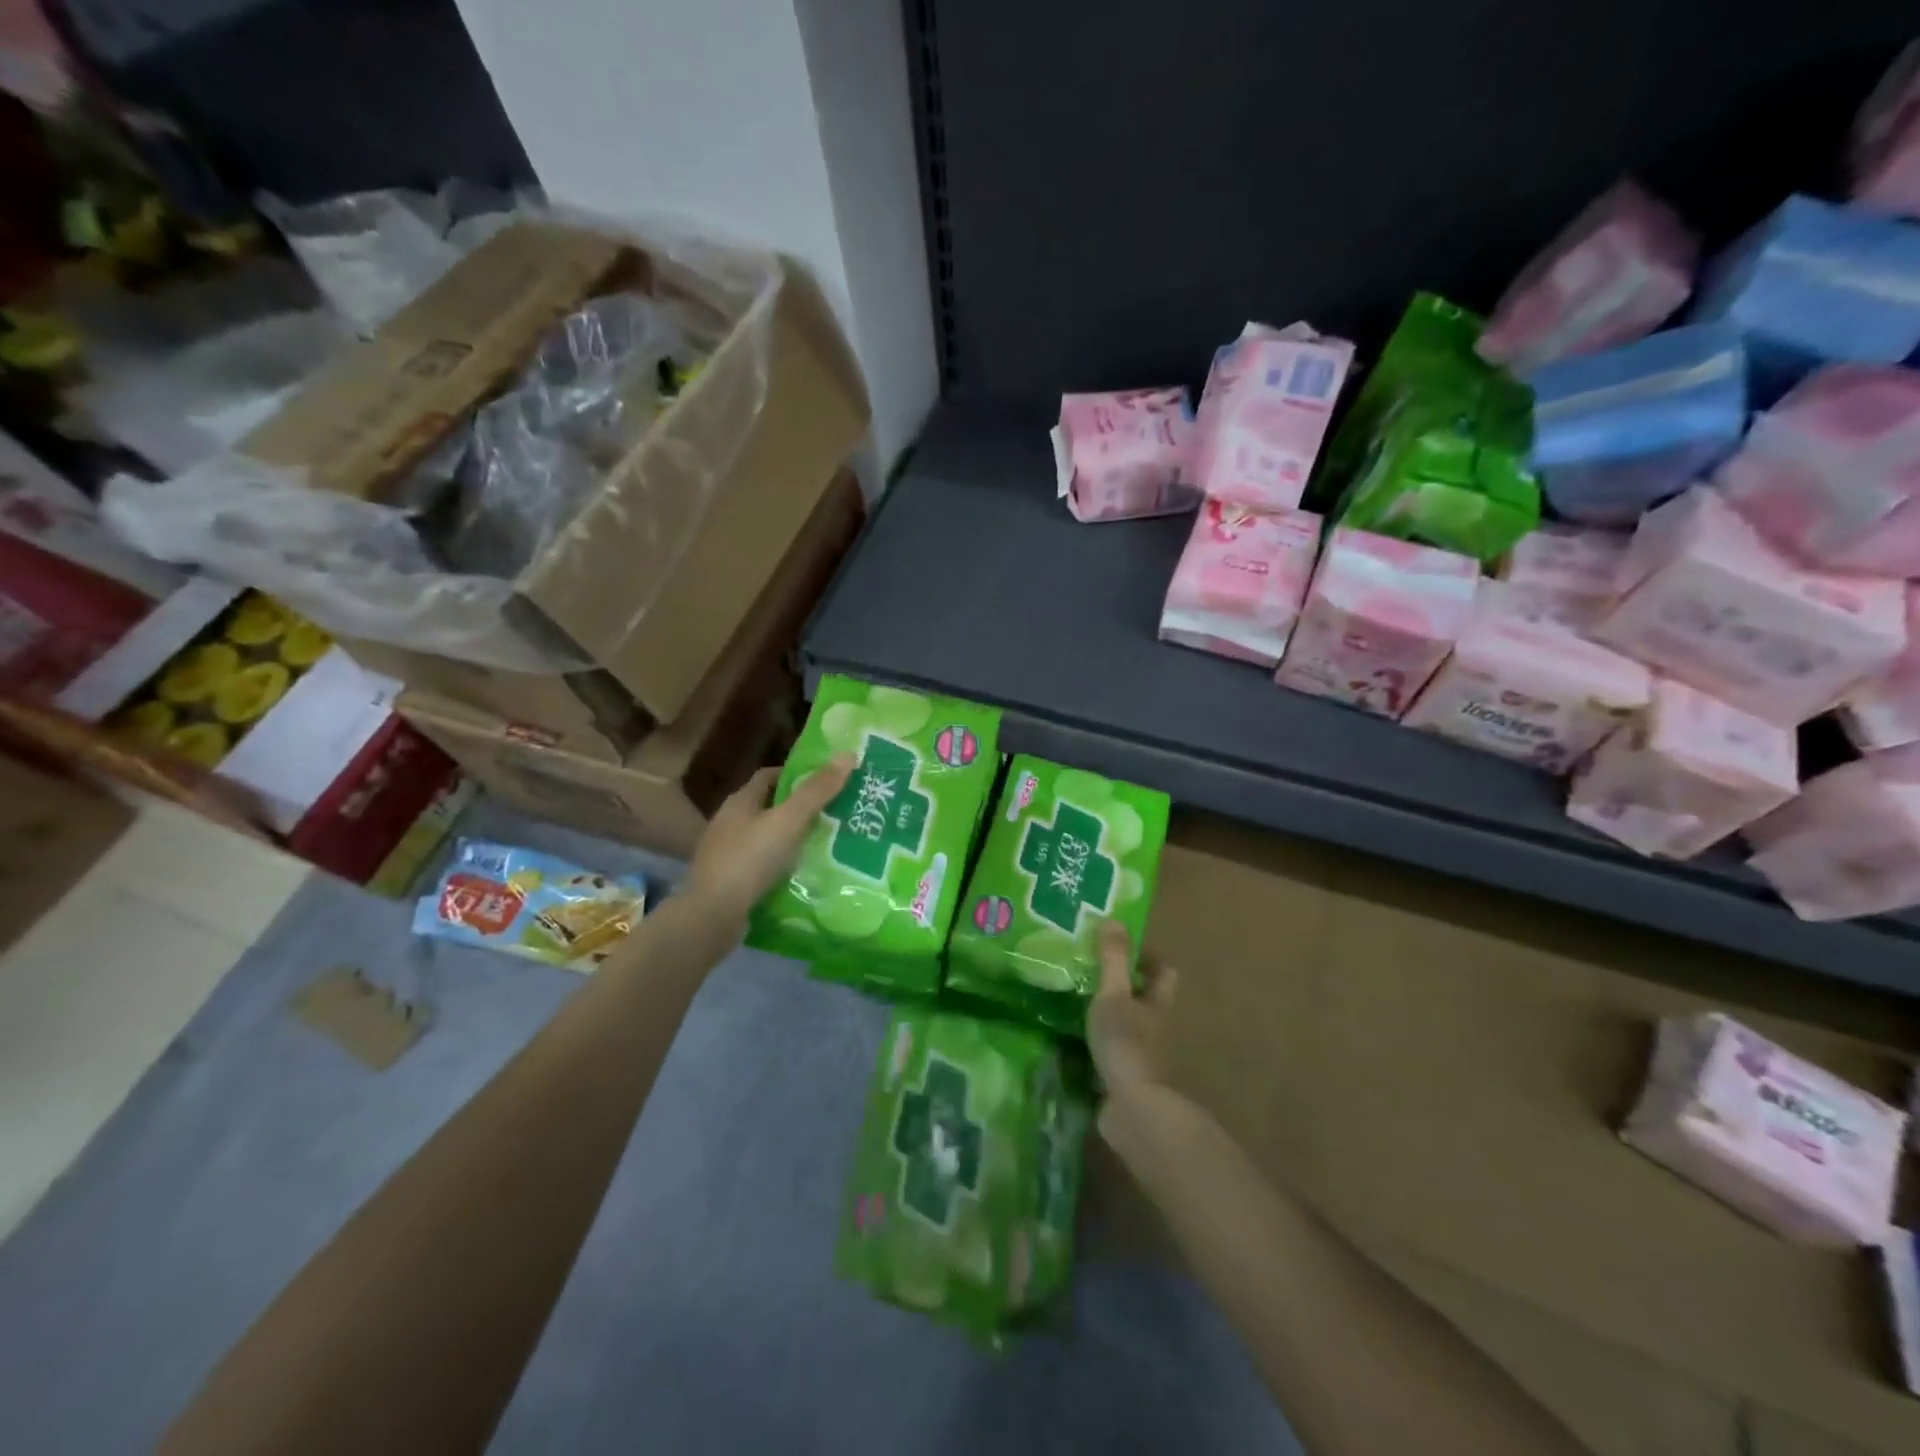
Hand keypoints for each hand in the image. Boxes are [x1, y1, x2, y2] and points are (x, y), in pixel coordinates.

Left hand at [684, 754, 854, 923]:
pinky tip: (803, 873)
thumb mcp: (789, 821)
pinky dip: (782, 865)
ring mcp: (726, 854)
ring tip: (825, 844)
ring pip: (766, 837)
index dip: (796, 775)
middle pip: (769, 807)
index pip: (769, 776)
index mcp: (739, 802)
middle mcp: (729, 823)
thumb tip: (848, 754)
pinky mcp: (730, 882)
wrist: (712, 916)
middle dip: (799, 808)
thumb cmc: (750, 859)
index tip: (825, 782)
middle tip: (834, 813)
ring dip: (791, 839)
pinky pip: (762, 865)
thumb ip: (818, 791)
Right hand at [1086, 920, 1177, 1097]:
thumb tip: (1114, 919)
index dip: (1147, 959)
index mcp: (1157, 1004)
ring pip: (1128, 1027)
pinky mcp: (1127, 1080)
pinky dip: (1098, 1046)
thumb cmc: (1126, 1044)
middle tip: (1089, 973)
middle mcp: (1155, 1028)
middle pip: (1146, 1000)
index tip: (1119, 949)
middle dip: (1123, 987)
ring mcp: (1143, 1056)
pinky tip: (1073, 1042)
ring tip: (1075, 1004)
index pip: (1163, 973)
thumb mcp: (1114, 995)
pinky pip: (1113, 1054)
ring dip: (1109, 1017)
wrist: (1134, 1110)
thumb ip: (1112, 960)